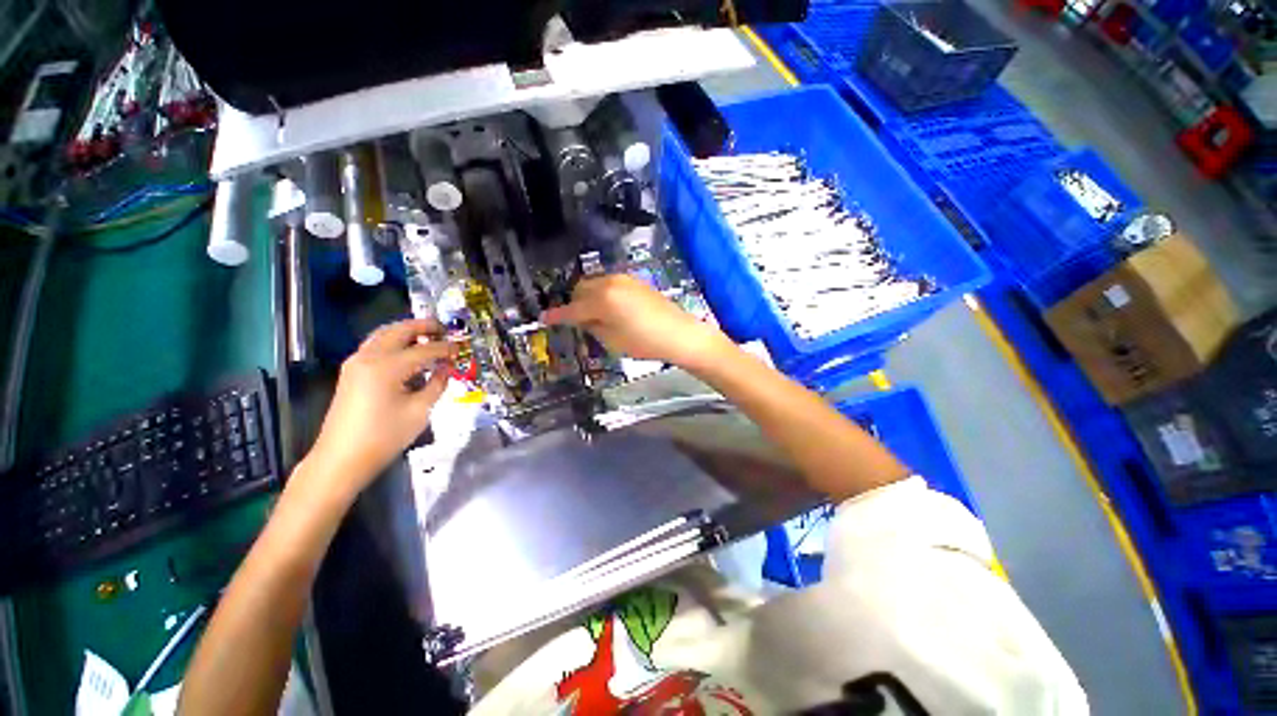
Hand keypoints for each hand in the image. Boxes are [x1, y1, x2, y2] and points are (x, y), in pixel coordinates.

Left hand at [305, 319, 457, 497]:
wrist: (342, 458)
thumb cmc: (385, 436)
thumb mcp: (420, 411)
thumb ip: (436, 384)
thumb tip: (445, 369)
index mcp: (387, 366)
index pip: (425, 349)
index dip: (446, 348)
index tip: (462, 348)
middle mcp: (369, 357)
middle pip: (399, 330)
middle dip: (424, 326)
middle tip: (445, 330)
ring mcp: (356, 362)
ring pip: (384, 334)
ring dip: (407, 331)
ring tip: (429, 337)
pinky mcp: (351, 371)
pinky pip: (376, 345)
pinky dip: (395, 341)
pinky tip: (409, 353)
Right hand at [541, 275, 732, 370]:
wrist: (680, 334)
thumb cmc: (645, 342)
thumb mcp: (612, 340)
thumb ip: (592, 326)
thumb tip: (582, 319)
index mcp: (602, 299)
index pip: (573, 308)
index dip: (558, 316)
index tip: (544, 319)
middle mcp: (610, 282)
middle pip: (581, 289)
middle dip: (575, 304)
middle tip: (579, 322)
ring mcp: (624, 279)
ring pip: (595, 284)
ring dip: (589, 298)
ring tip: (597, 317)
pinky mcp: (635, 281)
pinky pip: (610, 284)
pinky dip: (603, 294)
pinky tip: (612, 310)